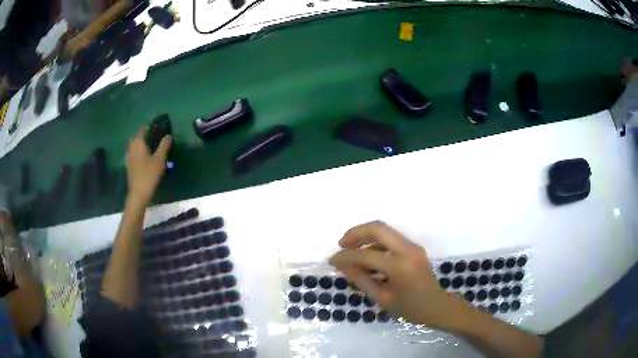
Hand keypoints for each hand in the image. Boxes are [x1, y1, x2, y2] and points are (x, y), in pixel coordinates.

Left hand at [125, 128, 170, 205]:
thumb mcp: (160, 160)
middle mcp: (132, 148)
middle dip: (143, 136)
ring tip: (150, 149)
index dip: (149, 128)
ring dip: (140, 145)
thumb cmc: (149, 175)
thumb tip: (168, 135)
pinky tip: (144, 159)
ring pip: (134, 147)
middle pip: (136, 138)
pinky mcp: (129, 166)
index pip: (142, 130)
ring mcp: (129, 158)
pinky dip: (138, 154)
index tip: (157, 128)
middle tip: (153, 138)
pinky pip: (133, 155)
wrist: (138, 194)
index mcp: (138, 144)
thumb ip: (164, 146)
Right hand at [329, 221, 462, 326]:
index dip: (345, 257)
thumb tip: (343, 266)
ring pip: (384, 230)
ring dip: (365, 236)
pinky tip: (367, 257)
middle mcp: (407, 249)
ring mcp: (412, 246)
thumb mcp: (383, 298)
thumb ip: (361, 280)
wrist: (437, 307)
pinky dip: (376, 243)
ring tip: (351, 250)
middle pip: (377, 228)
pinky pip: (391, 239)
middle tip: (341, 244)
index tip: (332, 261)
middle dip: (355, 233)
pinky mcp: (414, 248)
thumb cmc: (411, 309)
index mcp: (399, 266)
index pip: (365, 255)